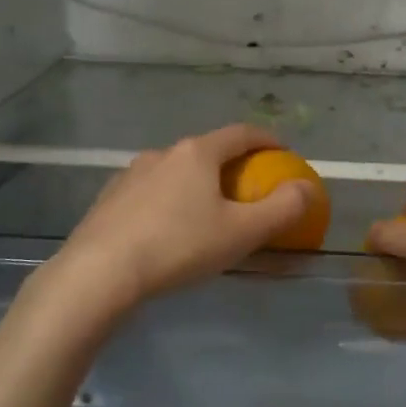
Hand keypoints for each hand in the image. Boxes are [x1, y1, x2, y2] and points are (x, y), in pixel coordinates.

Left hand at [35, 125, 315, 327]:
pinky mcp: (109, 199)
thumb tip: (307, 187)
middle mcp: (162, 153)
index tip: (283, 152)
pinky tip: (168, 230)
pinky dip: (169, 201)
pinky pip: (150, 193)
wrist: (98, 272)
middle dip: (231, 165)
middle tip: (248, 189)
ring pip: (175, 172)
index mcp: (197, 153)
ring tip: (207, 212)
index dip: (267, 140)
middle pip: (207, 151)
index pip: (241, 134)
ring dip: (197, 184)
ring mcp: (131, 174)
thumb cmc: (178, 246)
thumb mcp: (241, 233)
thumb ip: (281, 209)